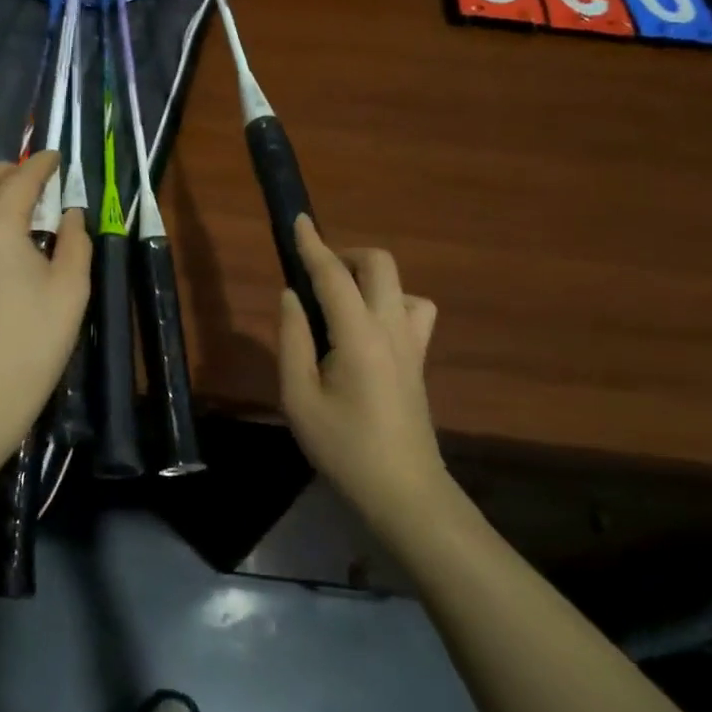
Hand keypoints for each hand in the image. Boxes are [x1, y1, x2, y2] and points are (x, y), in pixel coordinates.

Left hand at [0, 152, 90, 483]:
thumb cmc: (33, 344)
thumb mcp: (71, 290)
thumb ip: (75, 241)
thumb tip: (70, 214)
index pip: (19, 179)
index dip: (41, 164)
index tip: (57, 158)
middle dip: (4, 169)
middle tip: (34, 184)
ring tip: (23, 217)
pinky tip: (3, 252)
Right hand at [278, 216, 444, 526]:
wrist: (404, 492)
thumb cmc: (344, 449)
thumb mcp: (299, 398)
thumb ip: (292, 340)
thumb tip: (291, 295)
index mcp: (358, 335)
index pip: (333, 275)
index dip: (312, 244)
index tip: (298, 218)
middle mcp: (391, 328)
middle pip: (379, 264)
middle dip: (346, 254)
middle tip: (316, 275)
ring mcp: (412, 343)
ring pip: (401, 284)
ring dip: (370, 278)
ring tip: (341, 302)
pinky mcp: (420, 359)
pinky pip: (414, 310)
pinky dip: (390, 303)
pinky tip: (369, 330)